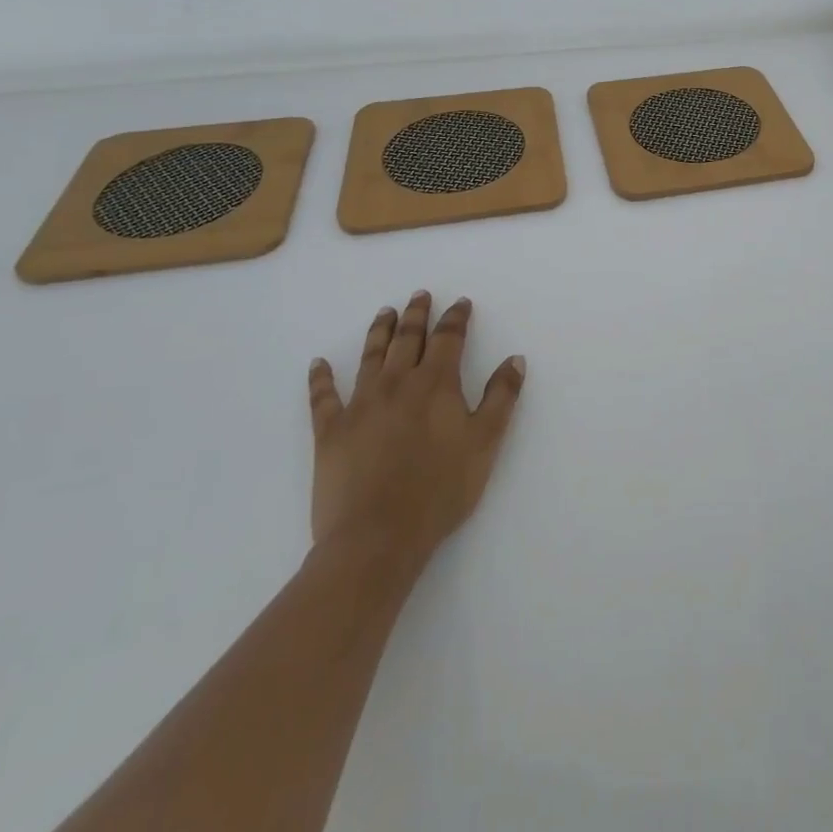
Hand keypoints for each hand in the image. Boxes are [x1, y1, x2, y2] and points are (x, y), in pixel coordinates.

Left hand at [306, 291, 524, 569]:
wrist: (377, 536)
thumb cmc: (440, 490)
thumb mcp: (486, 443)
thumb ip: (501, 398)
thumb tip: (515, 359)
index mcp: (436, 384)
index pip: (448, 339)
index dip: (456, 318)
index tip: (461, 303)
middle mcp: (396, 383)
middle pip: (407, 339)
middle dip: (417, 314)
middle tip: (420, 295)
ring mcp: (360, 404)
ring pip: (370, 356)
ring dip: (379, 331)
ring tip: (385, 312)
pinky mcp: (330, 431)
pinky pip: (323, 397)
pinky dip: (321, 378)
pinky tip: (318, 364)